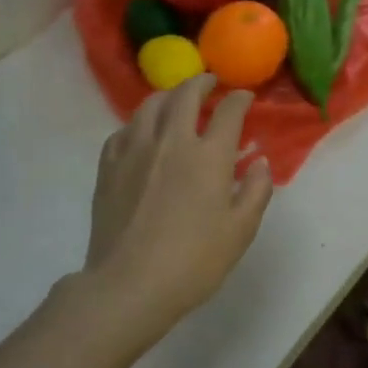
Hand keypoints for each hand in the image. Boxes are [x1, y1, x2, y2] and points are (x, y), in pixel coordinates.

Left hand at [70, 74, 272, 353]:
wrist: (129, 285)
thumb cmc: (194, 261)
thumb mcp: (241, 230)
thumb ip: (256, 190)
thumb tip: (259, 162)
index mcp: (209, 156)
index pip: (228, 111)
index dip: (239, 99)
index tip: (245, 97)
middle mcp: (171, 142)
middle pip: (185, 95)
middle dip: (201, 83)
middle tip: (210, 82)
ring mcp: (135, 152)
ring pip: (149, 106)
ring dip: (168, 95)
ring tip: (176, 99)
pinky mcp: (108, 168)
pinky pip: (124, 131)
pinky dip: (139, 123)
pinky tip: (143, 132)